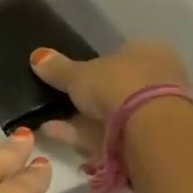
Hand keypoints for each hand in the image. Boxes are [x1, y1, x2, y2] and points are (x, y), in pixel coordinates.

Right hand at [29, 39, 189, 153]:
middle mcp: (156, 79)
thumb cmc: (118, 85)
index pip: (118, 54)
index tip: (69, 78)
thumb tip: (37, 56)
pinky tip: (53, 133)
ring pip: (108, 115)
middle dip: (84, 98)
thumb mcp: (79, 74)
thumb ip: (57, 68)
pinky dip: (80, 134)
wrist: (149, 129)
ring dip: (78, 119)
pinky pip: (105, 134)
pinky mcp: (143, 140)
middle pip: (113, 88)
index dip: (92, 66)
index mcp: (148, 52)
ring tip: (46, 122)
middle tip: (54, 103)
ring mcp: (152, 112)